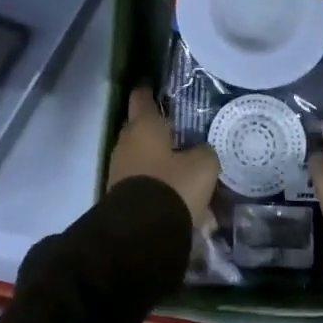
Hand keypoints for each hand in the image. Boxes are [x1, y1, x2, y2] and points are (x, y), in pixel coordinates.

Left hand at [107, 87, 220, 222]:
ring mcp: (120, 170)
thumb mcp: (203, 165)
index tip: (156, 87)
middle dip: (161, 134)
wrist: (141, 235)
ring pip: (146, 161)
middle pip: (143, 130)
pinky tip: (184, 206)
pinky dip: (161, 190)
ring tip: (191, 179)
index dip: (149, 90)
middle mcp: (126, 142)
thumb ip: (203, 151)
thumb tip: (199, 152)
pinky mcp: (121, 196)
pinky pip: (145, 185)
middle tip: (184, 137)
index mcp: (143, 126)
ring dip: (164, 167)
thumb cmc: (173, 186)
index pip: (142, 97)